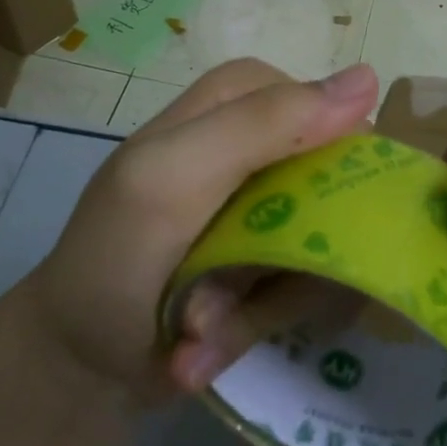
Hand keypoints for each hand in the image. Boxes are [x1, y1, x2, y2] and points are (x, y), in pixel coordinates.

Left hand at [19, 59, 378, 411]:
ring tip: (202, 324)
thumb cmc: (112, 257)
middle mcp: (264, 151)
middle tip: (239, 286)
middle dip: (294, 253)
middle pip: (340, 184)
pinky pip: (310, 291)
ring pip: (331, 246)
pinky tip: (204, 345)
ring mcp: (272, 212)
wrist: (77, 366)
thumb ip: (263, 125)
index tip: (315, 213)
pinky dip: (257, 326)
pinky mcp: (275, 266)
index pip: (326, 106)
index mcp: (236, 103)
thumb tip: (369, 79)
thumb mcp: (173, 176)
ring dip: (266, 302)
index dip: (332, 160)